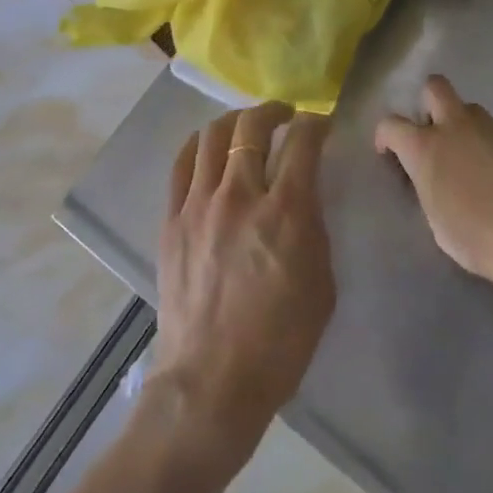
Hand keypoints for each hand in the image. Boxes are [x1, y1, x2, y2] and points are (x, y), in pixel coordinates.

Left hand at [148, 103, 334, 469]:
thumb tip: (303, 196)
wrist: (211, 381)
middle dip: (272, 111)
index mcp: (285, 212)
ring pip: (212, 137)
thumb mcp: (321, 283)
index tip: (320, 124)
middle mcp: (239, 195)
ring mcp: (199, 205)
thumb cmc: (280, 342)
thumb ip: (313, 227)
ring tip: (246, 126)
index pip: (302, 142)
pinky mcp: (171, 220)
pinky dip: (199, 146)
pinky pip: (182, 165)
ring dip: (234, 121)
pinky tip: (209, 148)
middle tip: (284, 115)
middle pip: (251, 128)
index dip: (315, 123)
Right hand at [375, 75, 492, 284]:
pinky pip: (492, 127)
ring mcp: (488, 127)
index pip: (391, 124)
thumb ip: (427, 184)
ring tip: (467, 154)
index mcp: (424, 147)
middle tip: (432, 133)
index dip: (385, 136)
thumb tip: (432, 176)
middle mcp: (453, 125)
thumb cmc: (474, 236)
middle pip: (434, 87)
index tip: (389, 152)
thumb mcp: (434, 216)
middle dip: (427, 102)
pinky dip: (486, 139)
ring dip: (460, 122)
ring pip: (468, 107)